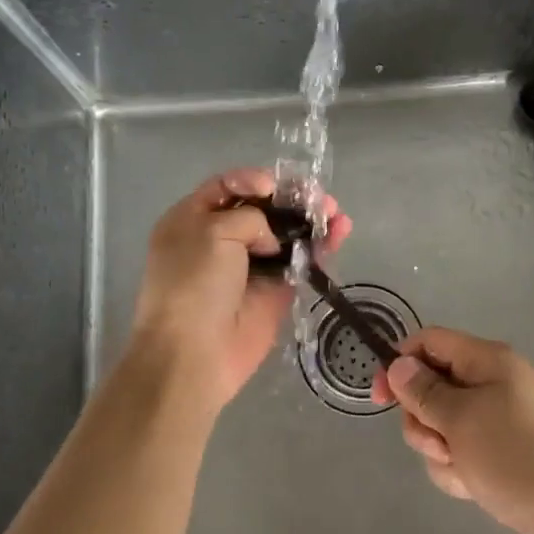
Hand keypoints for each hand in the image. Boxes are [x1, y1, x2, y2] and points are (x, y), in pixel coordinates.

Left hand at [129, 168, 350, 417]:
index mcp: (192, 219)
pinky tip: (341, 231)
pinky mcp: (276, 290)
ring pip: (287, 233)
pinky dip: (322, 246)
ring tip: (335, 213)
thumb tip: (272, 239)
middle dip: (292, 199)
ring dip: (312, 219)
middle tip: (318, 197)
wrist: (194, 353)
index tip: (274, 186)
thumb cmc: (193, 283)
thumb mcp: (212, 232)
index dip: (253, 180)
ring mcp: (251, 265)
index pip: (227, 186)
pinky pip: (302, 261)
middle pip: (263, 208)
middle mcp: (221, 239)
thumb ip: (249, 218)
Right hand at [374, 327, 533, 533]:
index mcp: (487, 361)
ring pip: (443, 426)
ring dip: (442, 452)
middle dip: (424, 421)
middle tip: (441, 445)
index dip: (400, 364)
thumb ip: (424, 392)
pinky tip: (476, 488)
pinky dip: (461, 470)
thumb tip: (398, 364)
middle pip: (432, 387)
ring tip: (465, 472)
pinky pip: (464, 452)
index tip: (380, 399)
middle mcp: (492, 383)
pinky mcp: (504, 452)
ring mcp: (499, 419)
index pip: (429, 342)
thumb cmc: (519, 458)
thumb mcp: (461, 421)